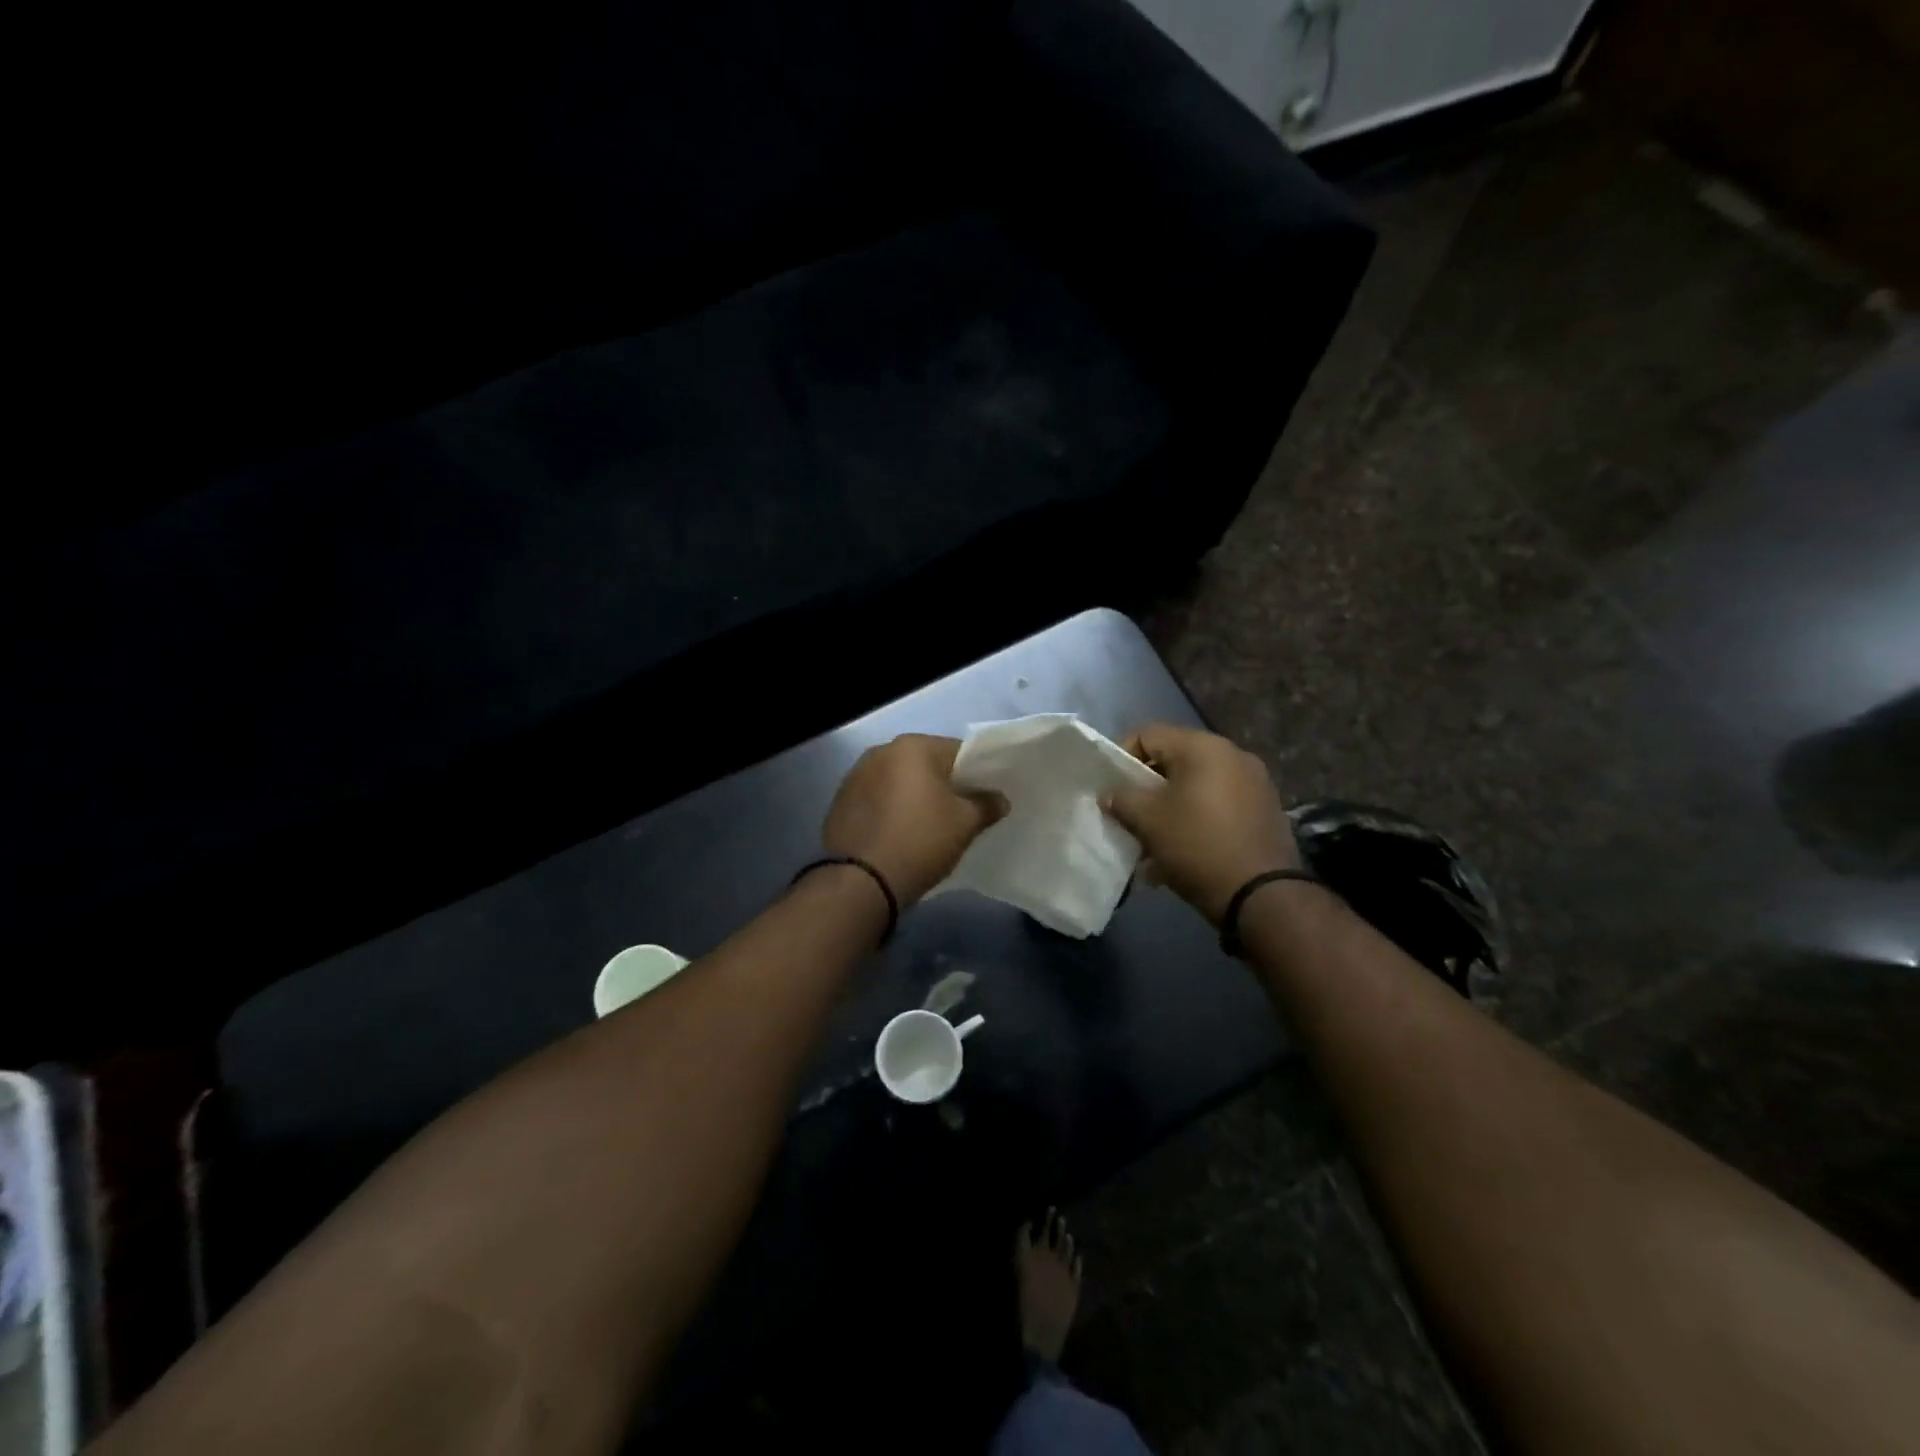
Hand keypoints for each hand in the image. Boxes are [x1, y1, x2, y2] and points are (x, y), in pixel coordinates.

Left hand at [822, 734, 1006, 904]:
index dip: (977, 773)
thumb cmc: (920, 841)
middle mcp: (881, 751)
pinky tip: (900, 833)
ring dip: (914, 797)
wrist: (861, 881)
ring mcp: (855, 775)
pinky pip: (877, 799)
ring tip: (928, 825)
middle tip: (960, 812)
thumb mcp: (965, 824)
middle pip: (925, 764)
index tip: (986, 796)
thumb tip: (999, 799)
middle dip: (943, 784)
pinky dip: (891, 810)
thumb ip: (986, 805)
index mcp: (913, 747)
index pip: (958, 751)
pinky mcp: (840, 801)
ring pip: (899, 781)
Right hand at [1103, 724, 1300, 923]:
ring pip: (1195, 787)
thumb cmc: (1197, 845)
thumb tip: (1110, 794)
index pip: (1148, 734)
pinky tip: (1179, 854)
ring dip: (1169, 809)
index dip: (1120, 757)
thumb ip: (1121, 799)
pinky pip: (1217, 806)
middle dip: (1145, 788)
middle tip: (1128, 816)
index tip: (1109, 788)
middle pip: (1173, 760)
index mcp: (1203, 747)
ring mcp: (1254, 783)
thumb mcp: (1148, 821)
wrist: (1262, 896)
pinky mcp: (1264, 811)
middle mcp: (1233, 755)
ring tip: (1151, 843)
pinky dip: (1194, 821)